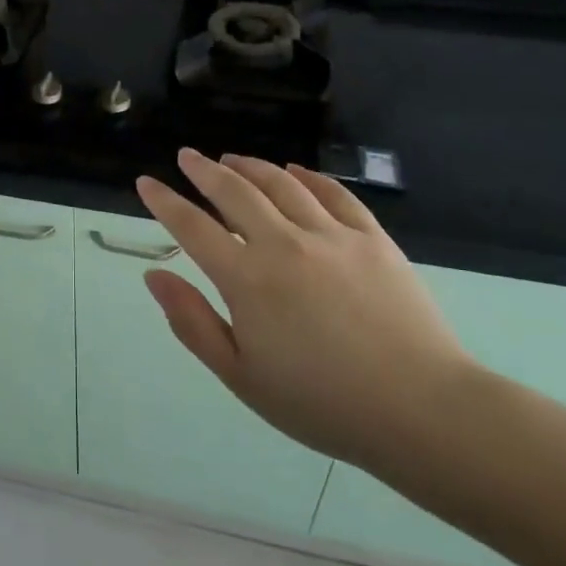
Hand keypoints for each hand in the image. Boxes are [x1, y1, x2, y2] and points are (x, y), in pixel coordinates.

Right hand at [136, 149, 470, 466]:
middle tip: (187, 156)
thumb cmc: (320, 402)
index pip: (192, 227)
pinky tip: (295, 170)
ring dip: (250, 166)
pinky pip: (334, 193)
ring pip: (281, 184)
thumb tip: (155, 275)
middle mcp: (283, 243)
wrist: (419, 409)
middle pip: (234, 191)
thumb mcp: (241, 375)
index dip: (164, 202)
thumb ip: (192, 322)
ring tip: (232, 158)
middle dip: (204, 170)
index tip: (146, 182)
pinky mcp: (372, 238)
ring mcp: (332, 235)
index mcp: (246, 278)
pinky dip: (308, 176)